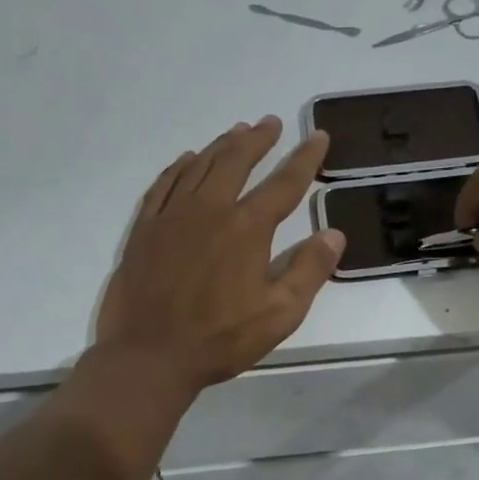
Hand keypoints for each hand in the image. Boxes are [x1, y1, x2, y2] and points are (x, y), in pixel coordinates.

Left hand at [96, 117, 344, 390]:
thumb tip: (334, 234)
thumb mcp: (279, 314)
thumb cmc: (220, 339)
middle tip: (270, 123)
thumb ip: (309, 270)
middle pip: (236, 161)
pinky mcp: (144, 229)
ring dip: (221, 145)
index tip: (317, 136)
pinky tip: (186, 160)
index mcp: (246, 228)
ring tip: (237, 131)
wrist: (148, 356)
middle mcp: (209, 210)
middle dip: (257, 139)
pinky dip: (179, 167)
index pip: (284, 183)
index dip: (304, 158)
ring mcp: (171, 216)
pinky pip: (163, 185)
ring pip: (199, 166)